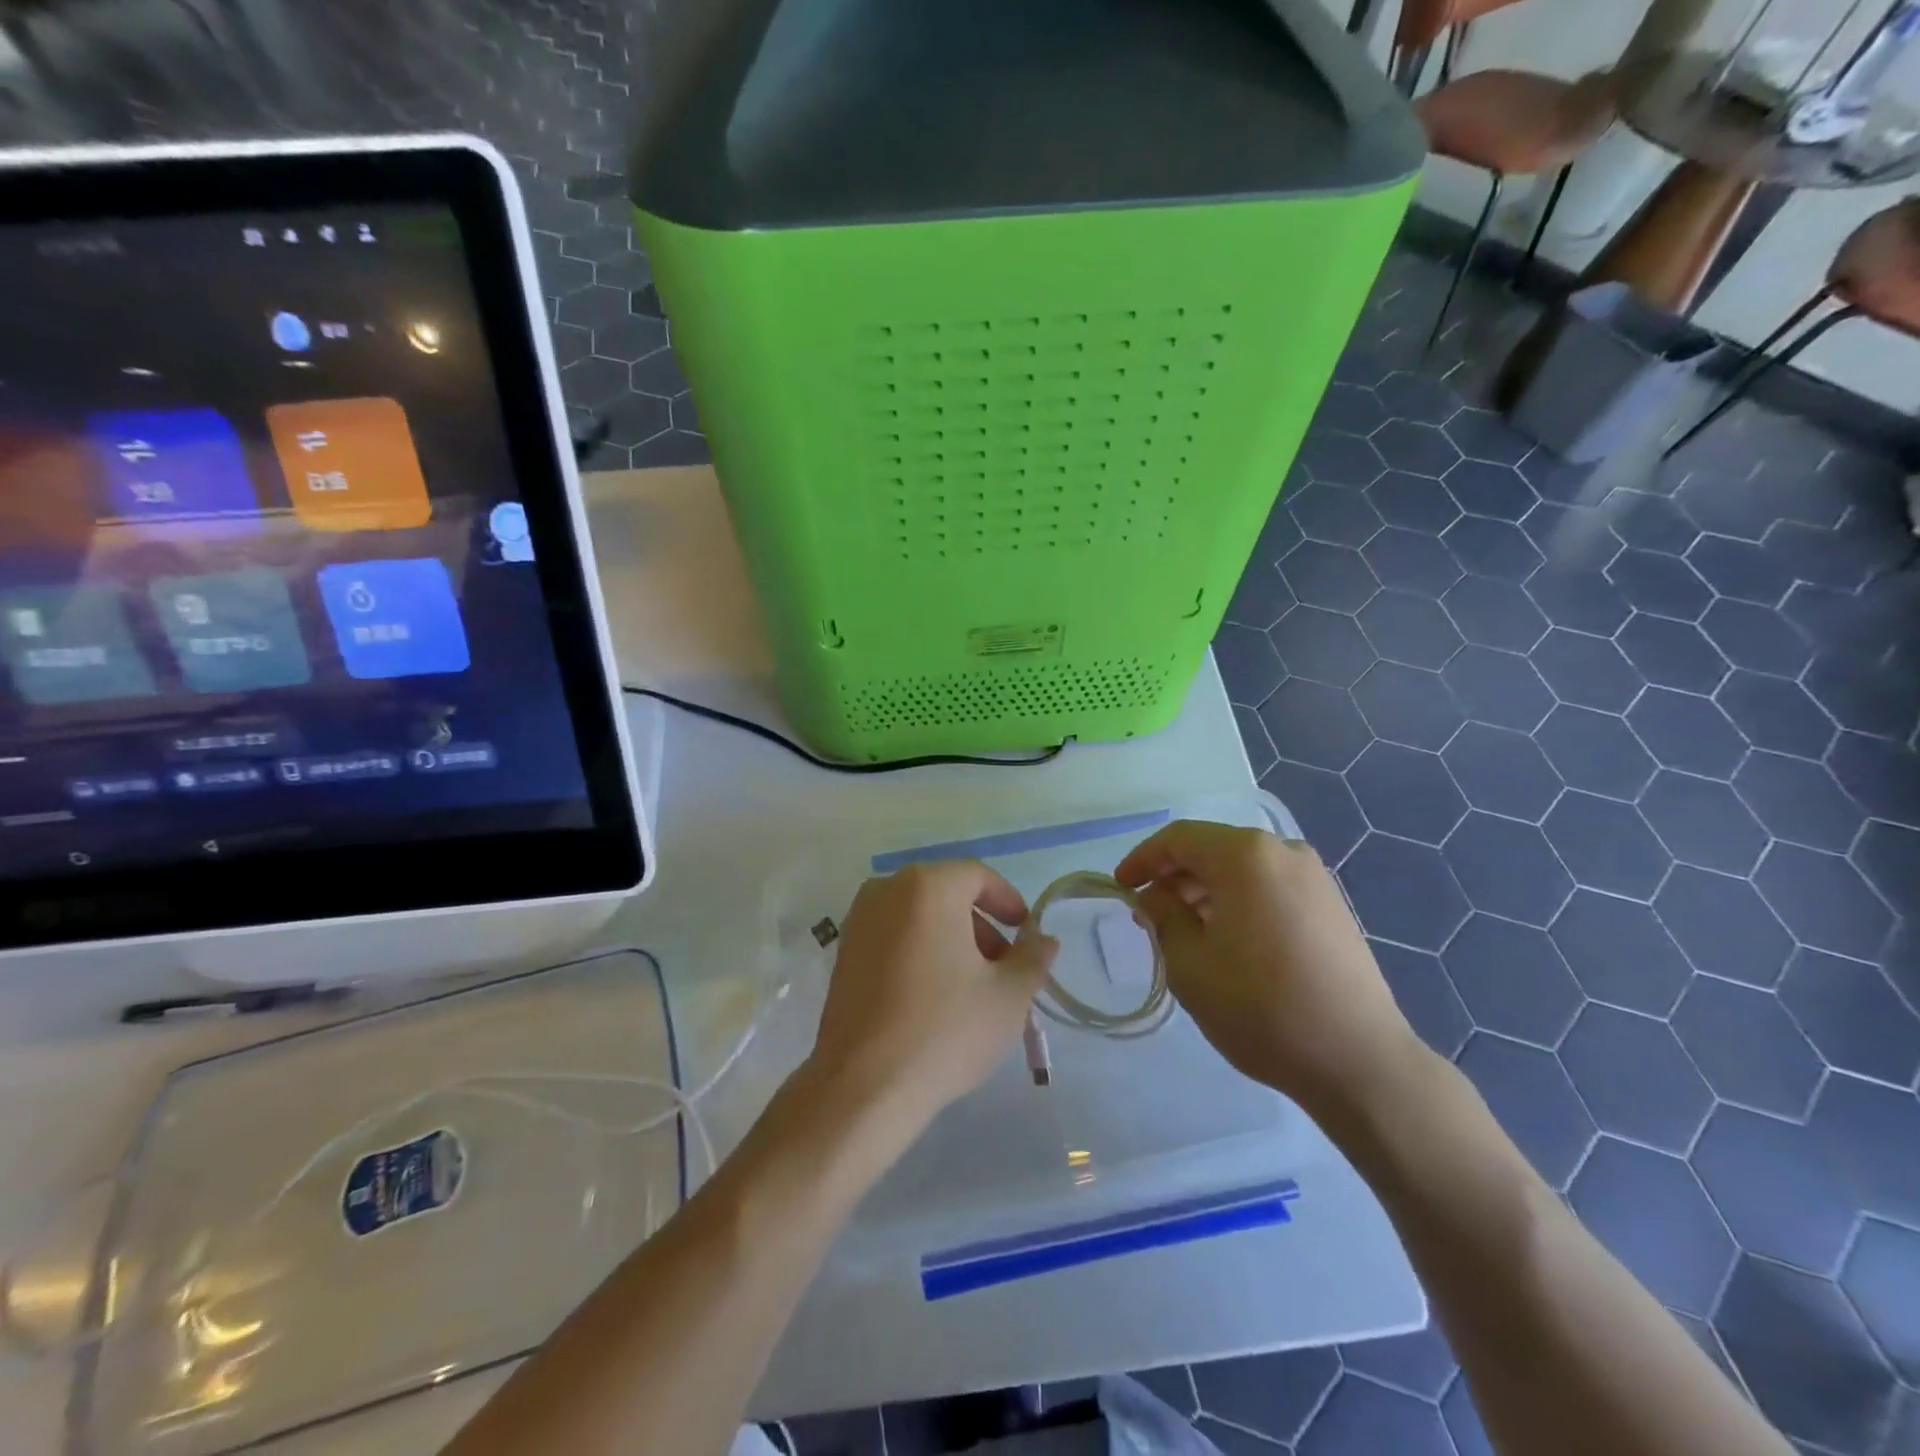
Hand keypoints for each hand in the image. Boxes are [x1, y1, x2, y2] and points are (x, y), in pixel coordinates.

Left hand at [805, 862, 1057, 1136]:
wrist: (863, 1086)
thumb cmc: (945, 1029)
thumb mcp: (1007, 996)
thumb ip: (1032, 959)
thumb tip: (1044, 940)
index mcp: (928, 886)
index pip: (978, 876)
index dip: (1008, 901)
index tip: (1026, 932)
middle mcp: (887, 890)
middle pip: (947, 894)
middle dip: (981, 926)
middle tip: (1005, 967)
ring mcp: (859, 921)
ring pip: (919, 916)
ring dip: (951, 939)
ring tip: (973, 987)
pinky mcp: (844, 953)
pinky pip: (893, 936)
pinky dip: (920, 951)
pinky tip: (935, 996)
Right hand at [1115, 821, 1419, 1114]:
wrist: (1357, 1059)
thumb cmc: (1260, 1007)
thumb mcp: (1189, 964)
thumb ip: (1163, 917)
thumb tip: (1156, 897)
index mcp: (1245, 855)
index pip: (1178, 839)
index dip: (1142, 859)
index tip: (1121, 888)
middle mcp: (1282, 852)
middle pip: (1213, 849)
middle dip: (1174, 877)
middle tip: (1150, 914)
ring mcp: (1314, 877)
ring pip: (1242, 869)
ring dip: (1206, 890)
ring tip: (1184, 931)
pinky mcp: (1332, 905)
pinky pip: (1269, 887)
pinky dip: (1239, 901)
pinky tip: (1227, 940)